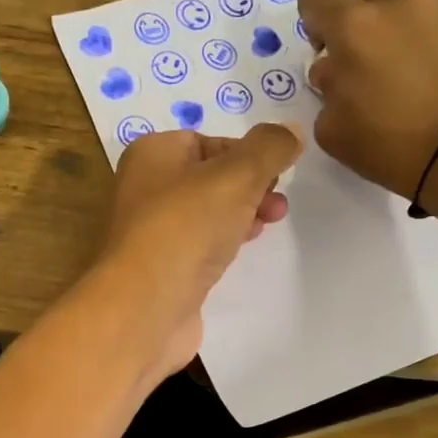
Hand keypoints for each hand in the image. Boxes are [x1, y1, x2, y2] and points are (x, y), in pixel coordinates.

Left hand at [93, 124, 302, 377]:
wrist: (145, 306)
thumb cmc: (186, 227)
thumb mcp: (237, 175)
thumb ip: (269, 148)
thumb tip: (292, 130)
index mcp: (152, 154)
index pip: (208, 141)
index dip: (247, 154)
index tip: (276, 173)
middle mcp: (144, 188)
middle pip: (209, 178)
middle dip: (250, 187)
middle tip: (277, 204)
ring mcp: (150, 231)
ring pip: (205, 213)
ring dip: (241, 214)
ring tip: (268, 225)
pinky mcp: (161, 268)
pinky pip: (197, 245)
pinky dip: (221, 243)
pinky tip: (239, 252)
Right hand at [297, 0, 437, 203]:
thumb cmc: (390, 144)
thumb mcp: (331, 130)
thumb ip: (326, 89)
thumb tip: (335, 71)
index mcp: (354, 26)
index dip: (315, 18)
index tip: (326, 49)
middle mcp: (399, 2)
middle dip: (361, 30)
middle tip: (369, 72)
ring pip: (406, 11)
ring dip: (399, 35)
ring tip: (412, 80)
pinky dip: (433, 46)